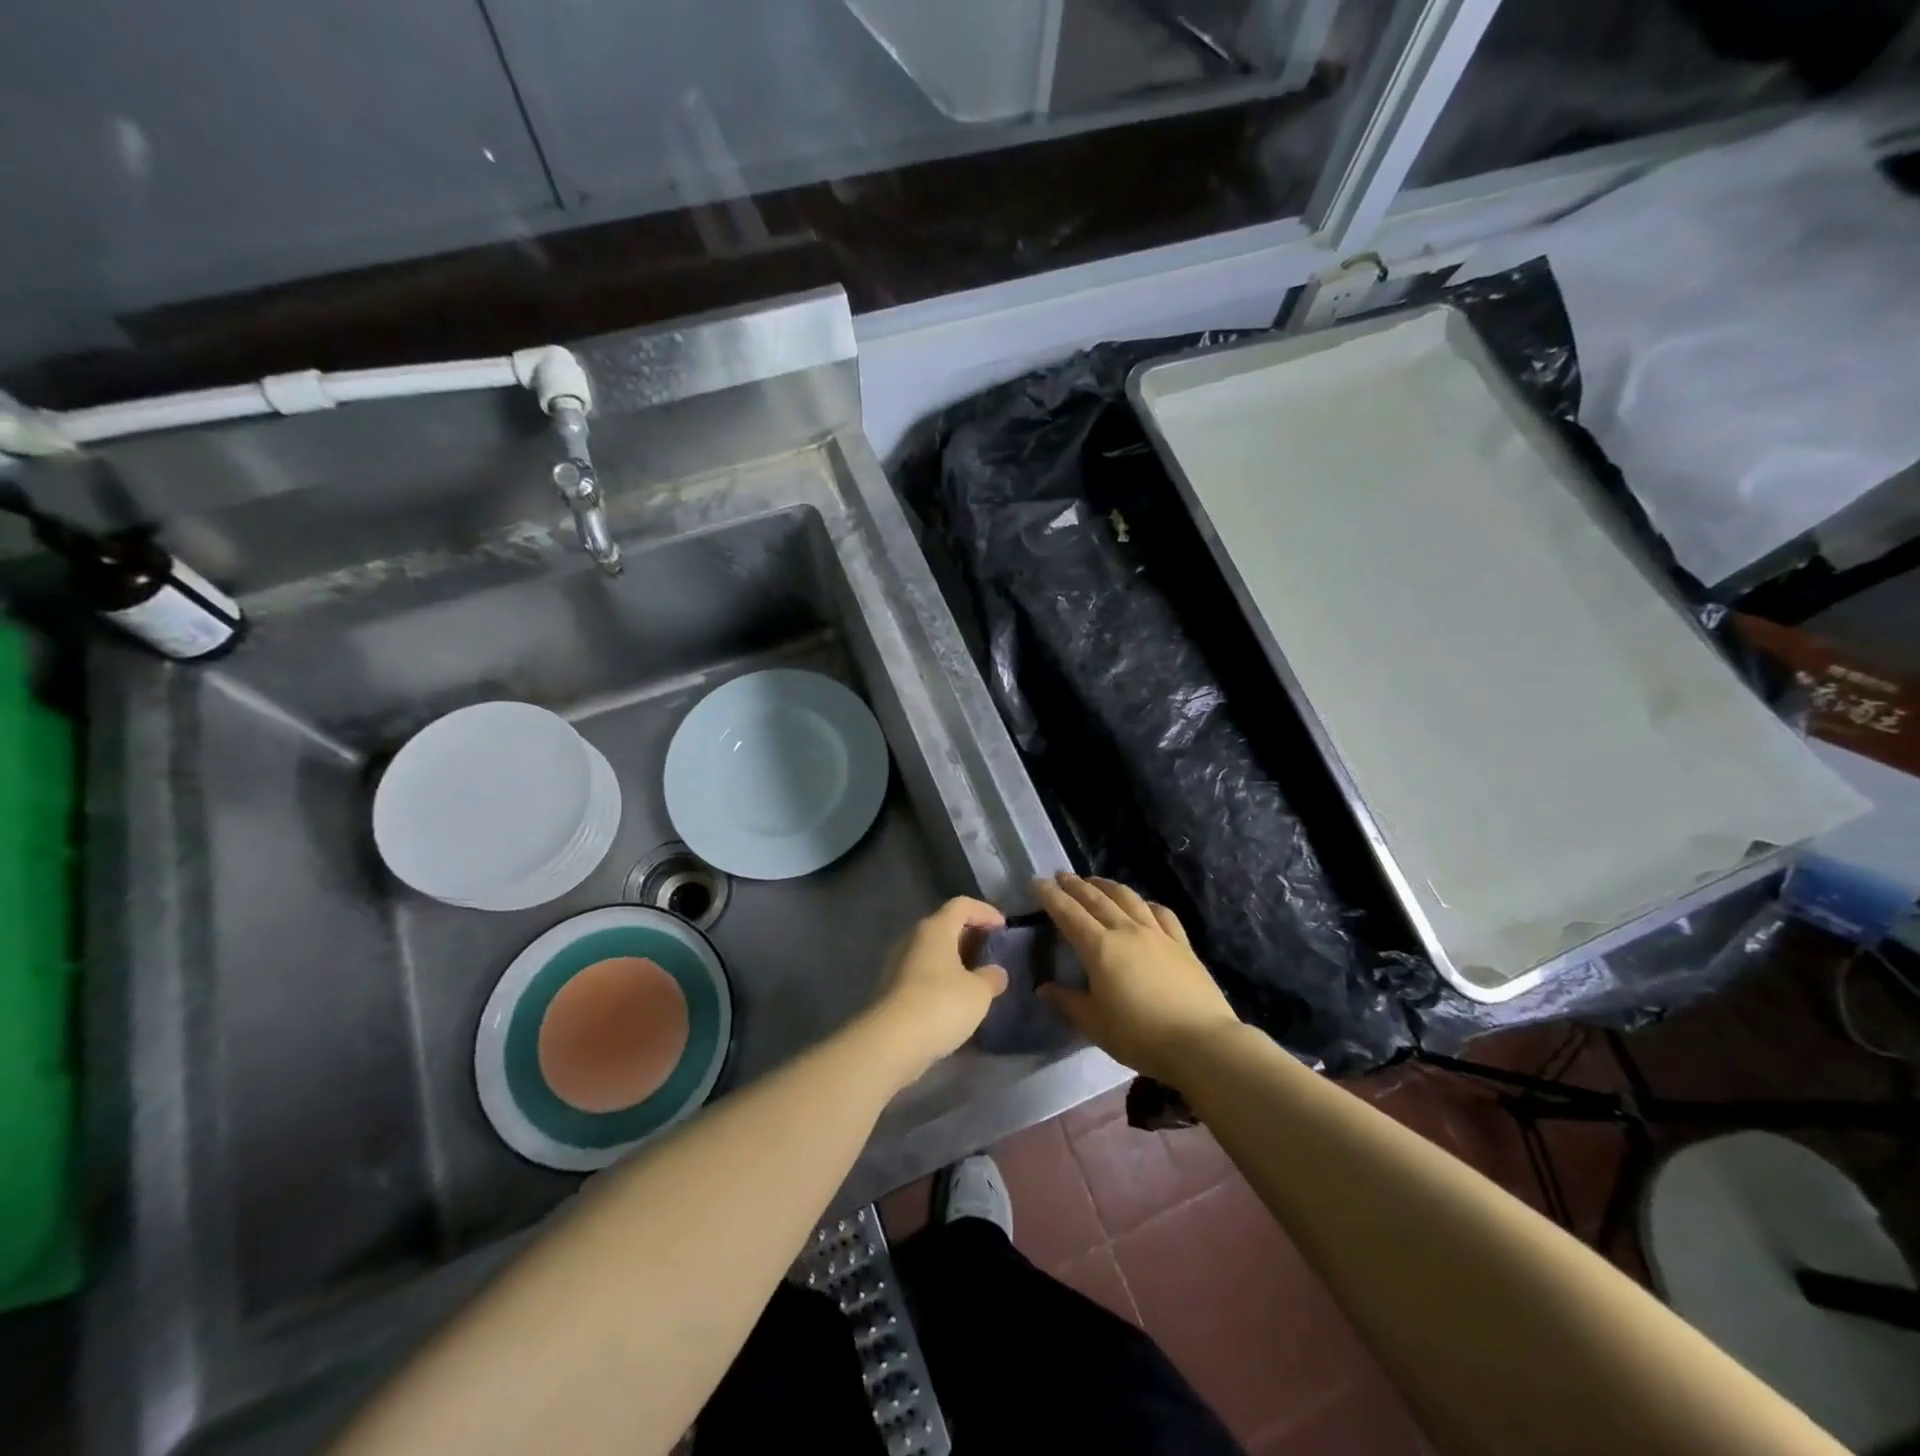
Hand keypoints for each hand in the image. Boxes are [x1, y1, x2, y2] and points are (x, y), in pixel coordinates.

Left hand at [862, 897, 1008, 1085]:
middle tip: (991, 953)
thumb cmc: (941, 1004)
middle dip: (969, 936)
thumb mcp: (979, 992)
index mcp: (935, 929)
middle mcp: (913, 939)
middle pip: (944, 926)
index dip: (985, 911)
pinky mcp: (891, 990)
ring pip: (932, 952)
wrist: (890, 1043)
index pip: (962, 905)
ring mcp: (897, 964)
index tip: (1003, 927)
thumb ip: (991, 978)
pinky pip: (922, 974)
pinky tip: (954, 1001)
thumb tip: (996, 973)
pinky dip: (940, 980)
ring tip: (976, 979)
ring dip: (954, 960)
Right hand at [1035, 874, 1240, 1085]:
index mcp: (1100, 948)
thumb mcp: (1094, 1024)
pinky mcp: (1182, 944)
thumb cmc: (1140, 1036)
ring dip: (1107, 886)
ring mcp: (1157, 934)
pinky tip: (1143, 904)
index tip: (1037, 882)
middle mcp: (1127, 931)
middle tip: (1060, 876)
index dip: (1051, 896)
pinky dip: (1146, 903)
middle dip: (1075, 885)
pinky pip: (1161, 913)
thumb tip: (1044, 988)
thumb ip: (1067, 1002)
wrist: (1201, 1042)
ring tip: (1095, 881)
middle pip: (1097, 899)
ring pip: (1128, 898)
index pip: (1069, 914)